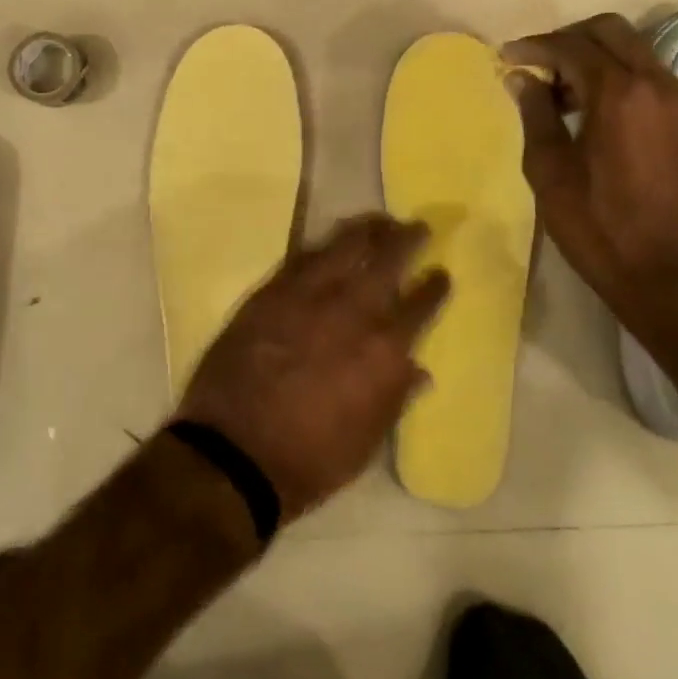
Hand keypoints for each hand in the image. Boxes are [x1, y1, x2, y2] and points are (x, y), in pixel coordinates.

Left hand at [175, 215, 450, 522]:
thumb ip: (395, 397)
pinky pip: (303, 255)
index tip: (441, 273)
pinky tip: (329, 242)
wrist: (235, 451)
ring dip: (367, 229)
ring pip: (345, 245)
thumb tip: (419, 370)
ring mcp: (310, 294)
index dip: (435, 286)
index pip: (421, 303)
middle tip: (417, 227)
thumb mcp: (368, 440)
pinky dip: (322, 245)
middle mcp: (353, 310)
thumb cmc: (311, 458)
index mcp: (385, 348)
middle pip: (388, 259)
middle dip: (407, 239)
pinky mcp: (272, 290)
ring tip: (378, 220)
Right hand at [501, 14, 677, 318]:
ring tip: (561, 91)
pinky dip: (618, 77)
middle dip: (568, 37)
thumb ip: (536, 115)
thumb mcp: (551, 172)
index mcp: (620, 94)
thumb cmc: (600, 229)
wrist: (672, 279)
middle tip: (536, 65)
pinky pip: (650, 78)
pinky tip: (594, 111)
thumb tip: (521, 77)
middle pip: (611, 31)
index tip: (506, 57)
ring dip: (595, 56)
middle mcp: (657, 85)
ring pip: (635, 51)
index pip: (571, 46)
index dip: (534, 46)